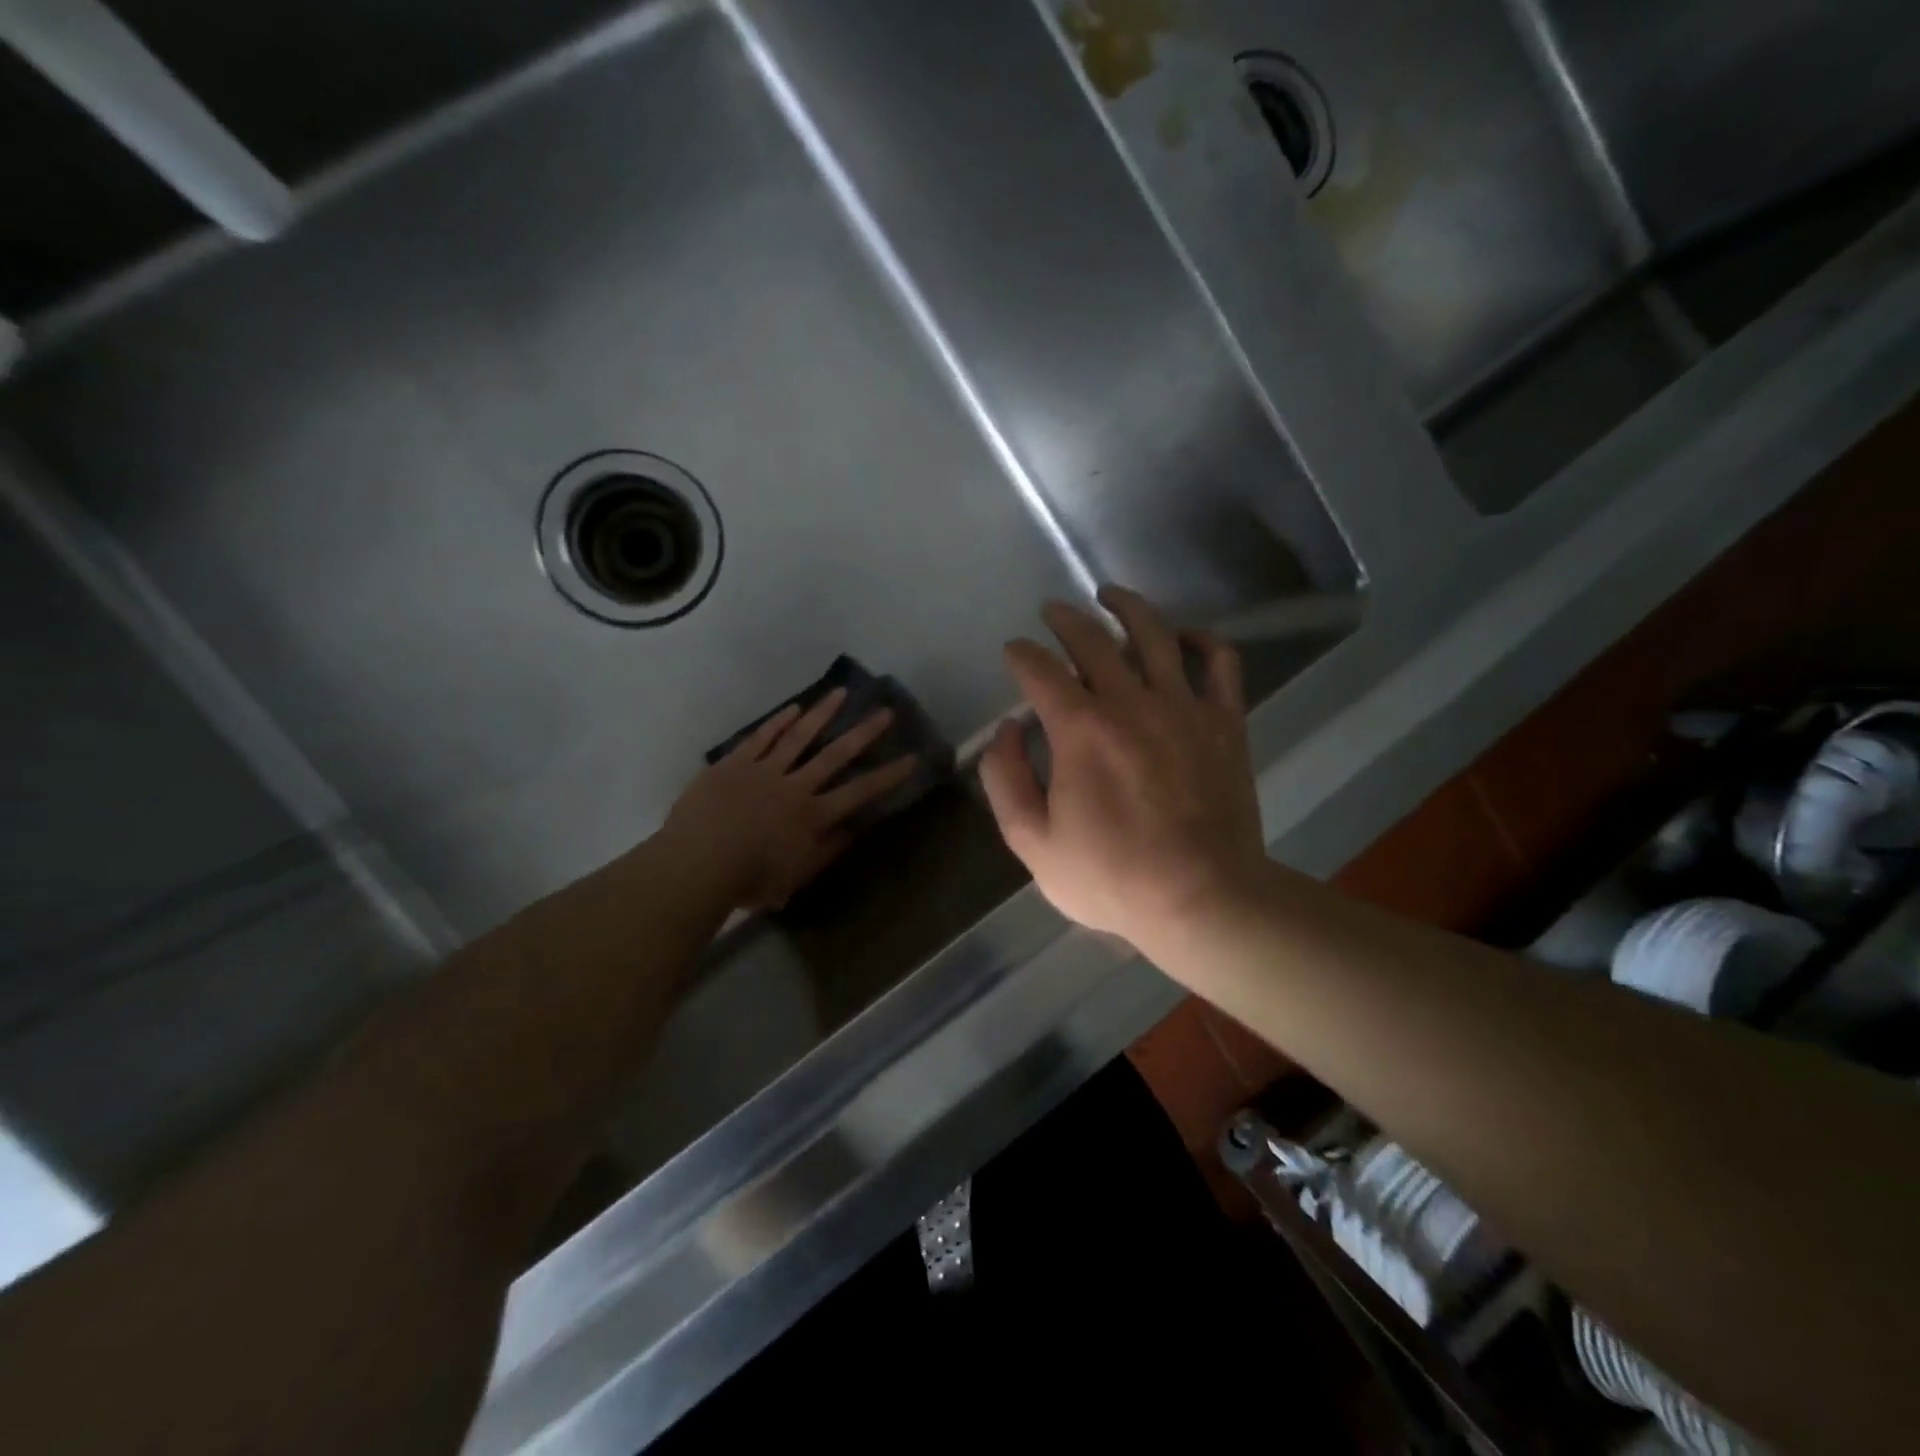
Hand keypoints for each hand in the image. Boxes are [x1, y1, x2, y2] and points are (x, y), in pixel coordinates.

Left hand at [662, 689, 917, 910]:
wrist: (698, 862)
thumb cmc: (749, 879)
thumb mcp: (796, 876)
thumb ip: (827, 851)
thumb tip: (854, 829)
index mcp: (812, 816)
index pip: (859, 792)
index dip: (887, 776)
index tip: (912, 758)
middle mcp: (795, 786)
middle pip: (835, 755)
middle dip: (863, 733)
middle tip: (885, 711)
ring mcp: (764, 770)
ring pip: (799, 737)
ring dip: (822, 714)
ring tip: (841, 693)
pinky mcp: (735, 763)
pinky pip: (761, 738)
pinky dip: (778, 722)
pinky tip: (794, 708)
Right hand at [979, 586, 1267, 948]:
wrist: (1203, 899)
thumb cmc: (1112, 877)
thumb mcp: (1033, 843)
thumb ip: (1005, 781)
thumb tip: (1007, 731)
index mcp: (1080, 729)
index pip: (1040, 671)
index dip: (1020, 655)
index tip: (1013, 652)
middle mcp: (1131, 702)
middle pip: (1093, 640)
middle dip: (1065, 619)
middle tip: (1052, 611)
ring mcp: (1184, 707)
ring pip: (1156, 635)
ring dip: (1127, 607)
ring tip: (1110, 595)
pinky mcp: (1225, 723)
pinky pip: (1220, 663)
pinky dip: (1204, 640)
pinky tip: (1187, 636)